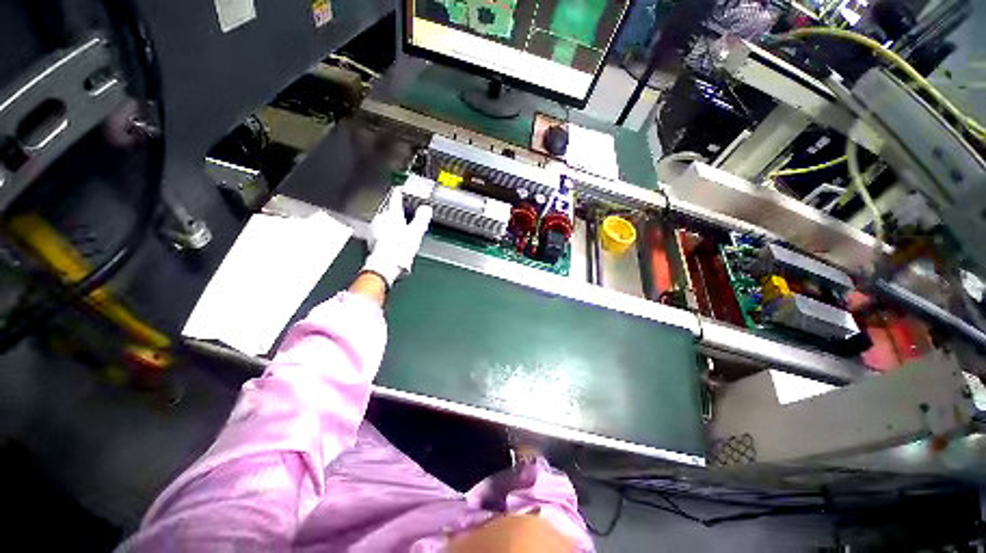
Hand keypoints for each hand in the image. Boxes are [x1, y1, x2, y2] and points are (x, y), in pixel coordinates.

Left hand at [361, 188, 432, 287]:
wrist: (384, 265)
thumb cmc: (400, 248)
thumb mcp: (416, 232)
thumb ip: (421, 219)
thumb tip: (426, 208)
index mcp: (392, 215)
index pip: (395, 199)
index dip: (398, 193)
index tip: (399, 188)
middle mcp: (381, 219)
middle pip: (389, 211)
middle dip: (396, 213)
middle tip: (405, 217)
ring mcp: (374, 229)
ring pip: (384, 222)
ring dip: (391, 224)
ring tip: (400, 232)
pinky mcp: (371, 240)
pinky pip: (380, 232)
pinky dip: (386, 234)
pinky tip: (392, 240)